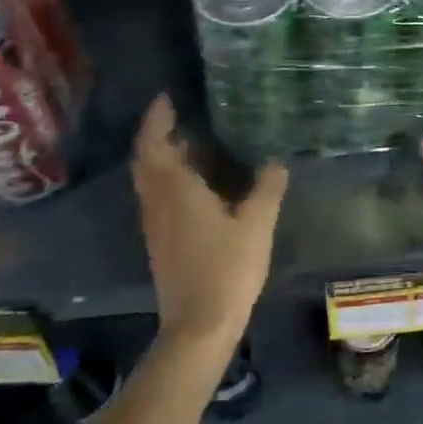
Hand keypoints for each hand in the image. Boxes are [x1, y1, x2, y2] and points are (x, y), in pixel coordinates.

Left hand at [131, 96, 287, 346]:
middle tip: (178, 115)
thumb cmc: (227, 268)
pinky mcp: (160, 242)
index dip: (157, 119)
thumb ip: (267, 187)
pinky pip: (157, 196)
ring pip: (149, 179)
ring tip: (189, 141)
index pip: (155, 144)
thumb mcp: (257, 224)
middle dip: (157, 134)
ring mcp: (155, 224)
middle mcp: (158, 202)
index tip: (167, 98)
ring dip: (161, 156)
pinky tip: (195, 182)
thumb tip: (276, 160)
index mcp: (176, 191)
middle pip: (146, 160)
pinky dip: (167, 178)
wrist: (199, 325)